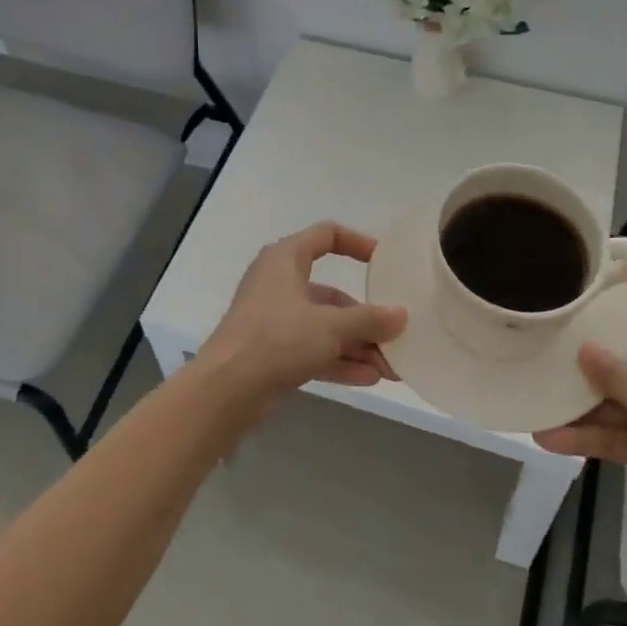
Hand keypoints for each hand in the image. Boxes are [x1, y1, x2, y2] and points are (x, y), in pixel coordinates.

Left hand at [194, 222, 407, 403]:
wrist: (225, 390)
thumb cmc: (278, 338)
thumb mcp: (330, 326)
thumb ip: (369, 320)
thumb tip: (401, 315)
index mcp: (286, 258)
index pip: (326, 235)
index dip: (357, 243)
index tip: (384, 261)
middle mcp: (279, 282)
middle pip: (331, 293)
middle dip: (365, 317)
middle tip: (396, 335)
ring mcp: (273, 319)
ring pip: (323, 325)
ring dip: (357, 344)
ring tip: (391, 368)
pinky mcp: (270, 351)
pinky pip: (312, 349)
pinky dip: (338, 360)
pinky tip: (369, 378)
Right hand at [533, 277, 626, 548]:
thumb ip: (614, 372)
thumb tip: (584, 348)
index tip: (599, 287)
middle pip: (625, 352)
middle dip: (588, 353)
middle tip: (547, 344)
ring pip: (611, 399)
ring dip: (577, 403)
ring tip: (536, 398)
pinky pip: (611, 435)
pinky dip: (584, 437)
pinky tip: (548, 437)